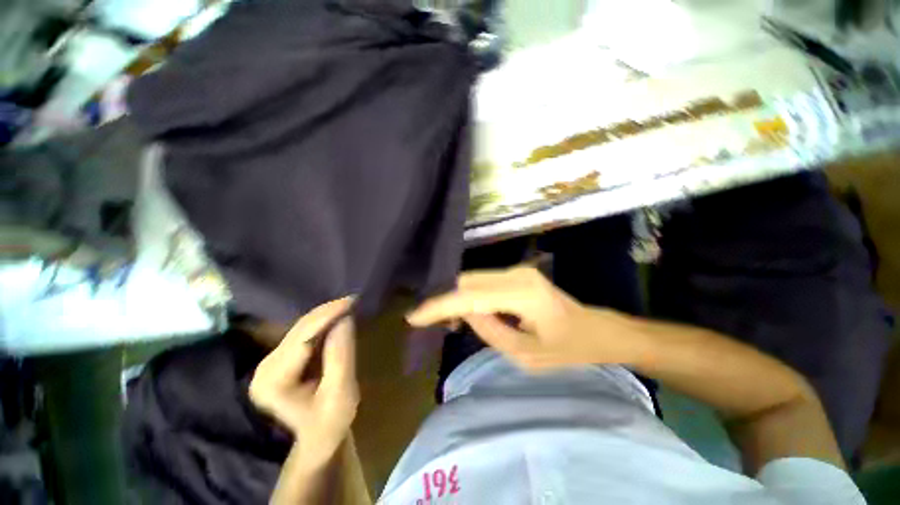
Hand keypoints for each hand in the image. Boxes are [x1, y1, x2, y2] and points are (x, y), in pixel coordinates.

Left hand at [250, 297, 358, 465]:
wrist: (318, 439)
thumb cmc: (330, 423)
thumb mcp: (341, 393)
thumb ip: (341, 356)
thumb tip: (345, 319)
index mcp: (273, 381)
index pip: (302, 338)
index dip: (327, 316)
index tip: (352, 300)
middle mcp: (266, 367)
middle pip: (300, 329)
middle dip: (328, 312)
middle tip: (355, 300)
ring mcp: (271, 361)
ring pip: (302, 327)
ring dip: (327, 315)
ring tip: (350, 306)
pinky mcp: (282, 358)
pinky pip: (305, 332)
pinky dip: (323, 323)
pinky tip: (338, 317)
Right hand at [407, 266, 631, 370]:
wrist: (595, 330)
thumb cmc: (567, 349)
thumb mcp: (525, 354)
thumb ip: (490, 331)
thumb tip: (465, 313)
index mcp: (522, 294)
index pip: (469, 297)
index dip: (439, 306)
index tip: (413, 317)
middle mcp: (516, 274)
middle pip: (466, 283)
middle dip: (445, 301)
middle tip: (432, 322)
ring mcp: (516, 270)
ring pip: (472, 281)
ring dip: (457, 299)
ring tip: (451, 322)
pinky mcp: (516, 274)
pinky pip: (482, 282)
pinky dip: (470, 296)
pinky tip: (471, 313)